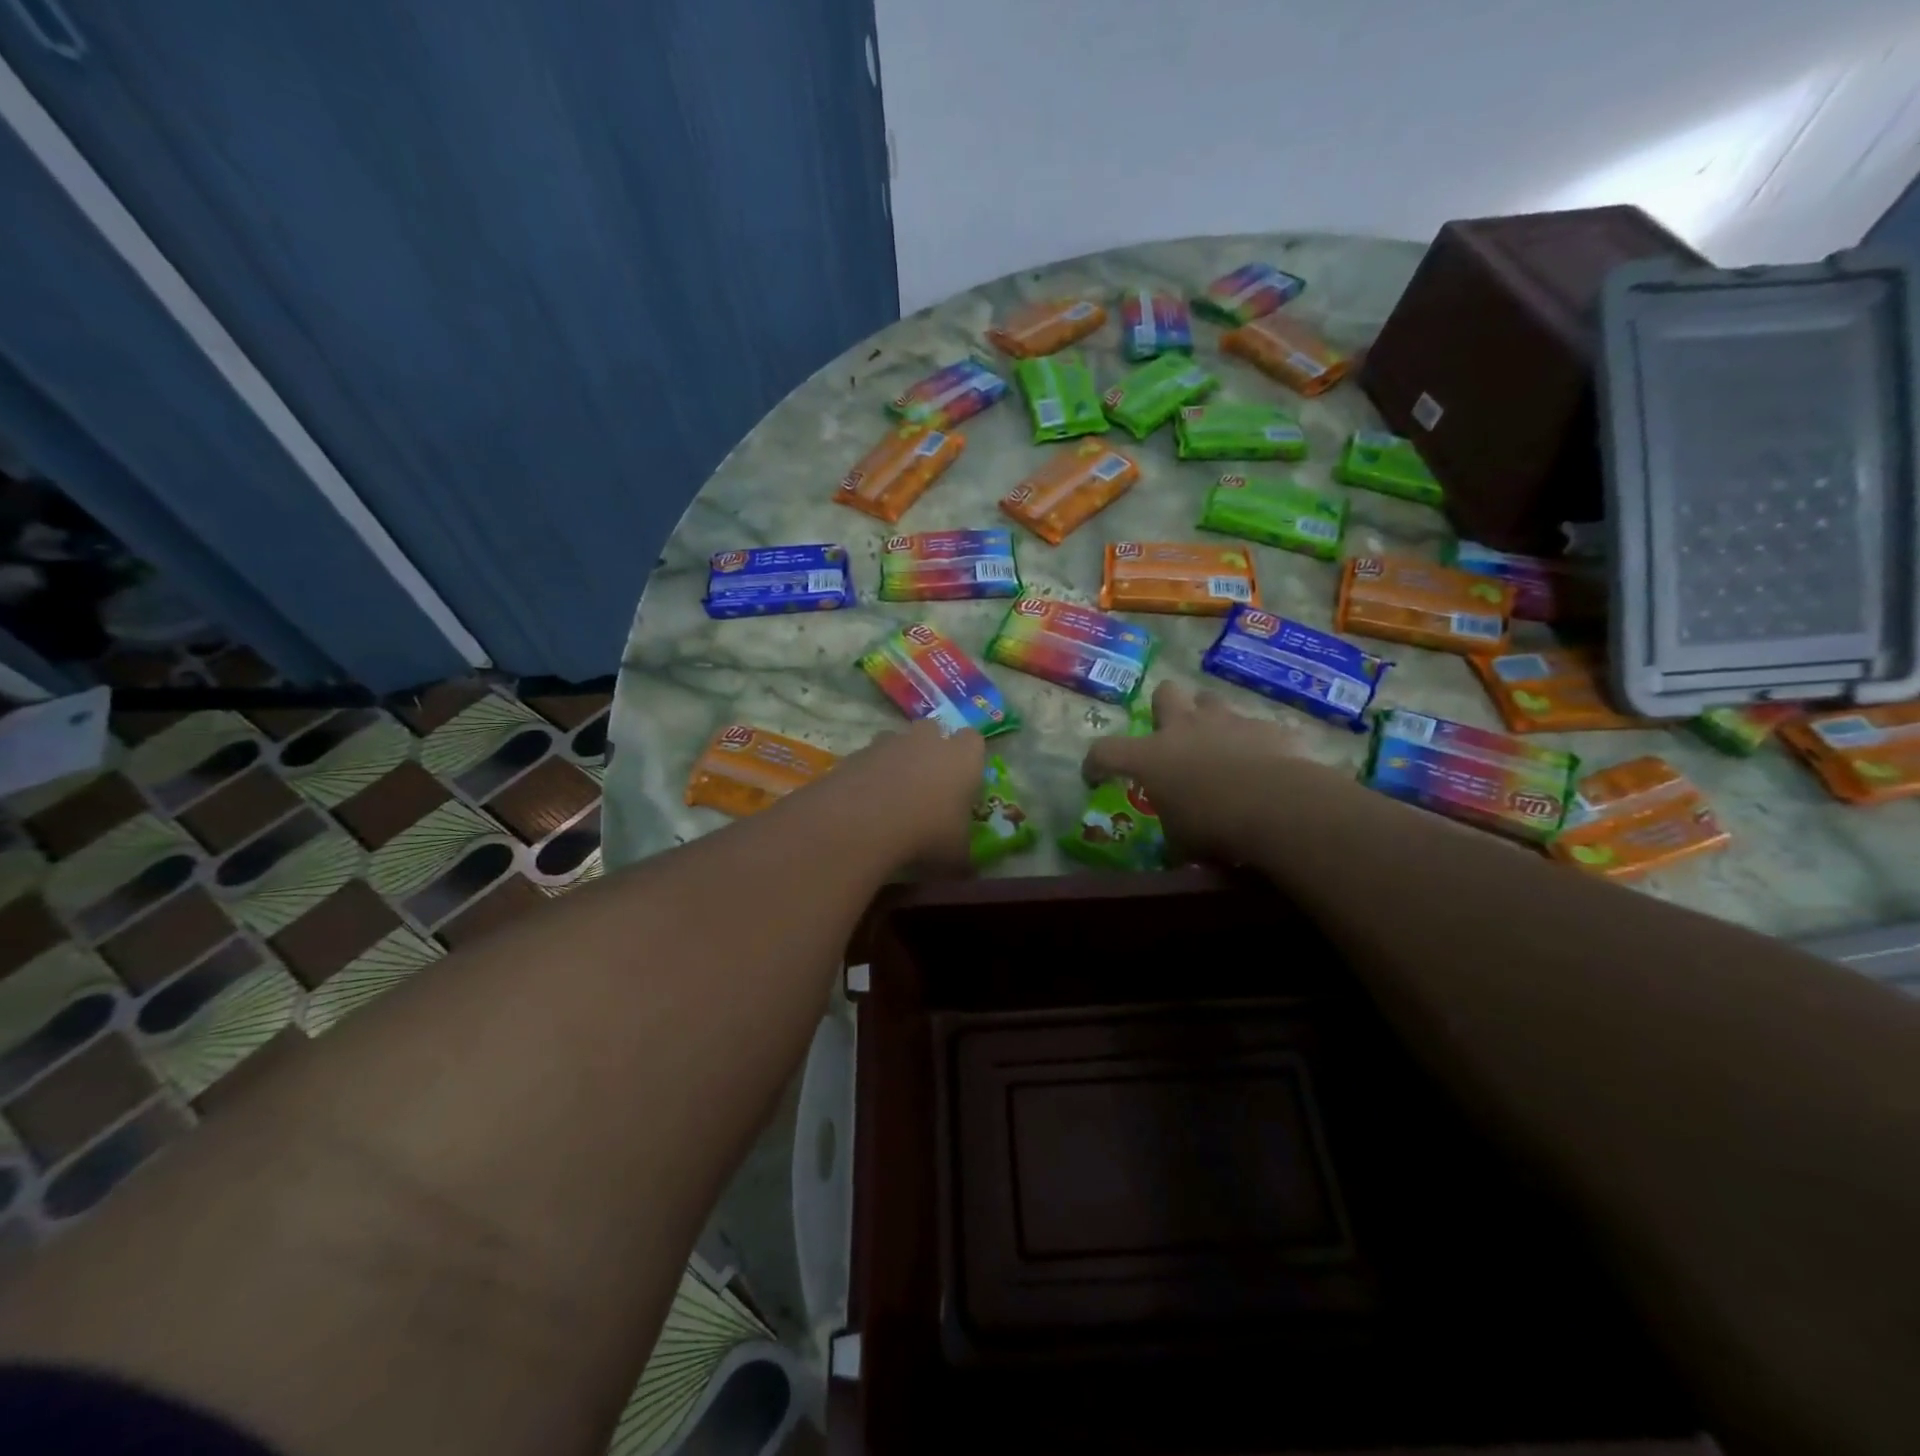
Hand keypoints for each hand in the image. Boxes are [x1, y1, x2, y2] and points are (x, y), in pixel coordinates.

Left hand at [833, 719, 985, 873]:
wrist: (864, 821)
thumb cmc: (926, 833)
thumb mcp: (955, 857)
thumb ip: (963, 857)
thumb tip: (965, 870)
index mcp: (962, 758)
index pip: (974, 741)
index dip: (968, 759)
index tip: (963, 782)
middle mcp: (927, 740)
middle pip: (933, 732)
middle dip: (930, 752)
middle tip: (927, 786)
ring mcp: (888, 743)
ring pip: (897, 743)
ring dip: (897, 762)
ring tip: (891, 798)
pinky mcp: (856, 753)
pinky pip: (868, 760)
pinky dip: (868, 776)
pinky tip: (864, 805)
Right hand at [1082, 682, 1312, 862]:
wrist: (1277, 806)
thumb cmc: (1214, 826)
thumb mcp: (1182, 842)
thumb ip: (1174, 832)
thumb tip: (1177, 844)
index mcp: (1151, 756)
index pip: (1105, 751)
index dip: (1095, 763)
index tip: (1095, 777)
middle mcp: (1184, 728)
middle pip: (1164, 694)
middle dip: (1165, 708)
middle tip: (1171, 733)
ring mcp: (1227, 721)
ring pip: (1210, 700)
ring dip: (1209, 718)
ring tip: (1217, 744)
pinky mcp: (1266, 727)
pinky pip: (1254, 727)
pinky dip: (1253, 742)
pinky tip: (1262, 763)